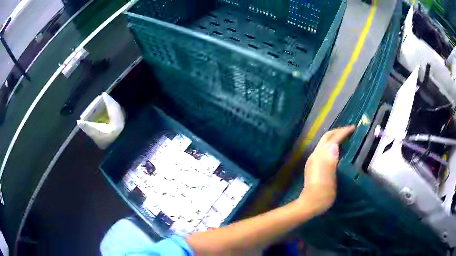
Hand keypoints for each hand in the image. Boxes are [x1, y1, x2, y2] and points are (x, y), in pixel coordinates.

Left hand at [297, 126, 354, 214]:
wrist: (309, 204)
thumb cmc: (323, 194)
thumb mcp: (330, 178)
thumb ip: (331, 161)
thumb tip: (335, 145)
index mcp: (320, 157)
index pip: (333, 139)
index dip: (343, 132)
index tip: (354, 128)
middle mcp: (315, 155)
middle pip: (327, 137)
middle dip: (338, 131)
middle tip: (350, 130)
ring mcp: (313, 160)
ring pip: (324, 142)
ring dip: (334, 137)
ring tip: (345, 138)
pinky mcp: (313, 165)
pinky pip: (323, 149)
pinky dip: (331, 144)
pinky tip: (337, 150)